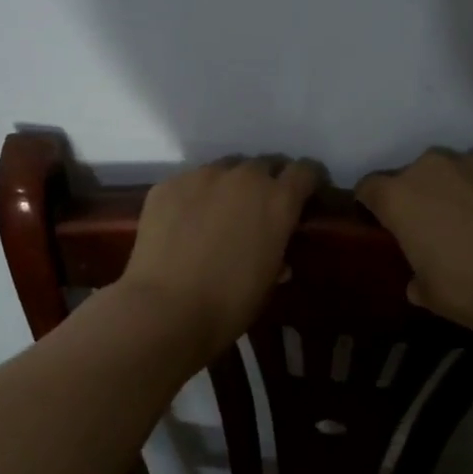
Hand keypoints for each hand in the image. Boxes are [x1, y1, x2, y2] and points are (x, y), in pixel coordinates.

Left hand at [120, 155, 324, 354]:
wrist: (166, 309)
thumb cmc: (229, 304)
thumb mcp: (267, 282)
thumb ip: (277, 257)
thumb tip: (279, 259)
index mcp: (278, 199)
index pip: (305, 171)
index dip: (307, 181)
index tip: (304, 195)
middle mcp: (244, 177)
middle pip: (263, 164)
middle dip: (266, 181)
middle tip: (258, 208)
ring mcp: (202, 176)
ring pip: (224, 169)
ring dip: (228, 185)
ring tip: (217, 213)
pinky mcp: (168, 184)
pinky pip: (189, 182)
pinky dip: (193, 196)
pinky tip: (183, 223)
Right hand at [356, 148, 472, 333]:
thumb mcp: (432, 297)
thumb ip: (416, 282)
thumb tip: (417, 283)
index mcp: (399, 197)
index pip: (368, 188)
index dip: (371, 205)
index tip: (382, 225)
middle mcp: (430, 167)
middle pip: (411, 176)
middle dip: (417, 197)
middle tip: (433, 229)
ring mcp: (472, 160)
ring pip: (451, 171)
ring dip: (453, 189)